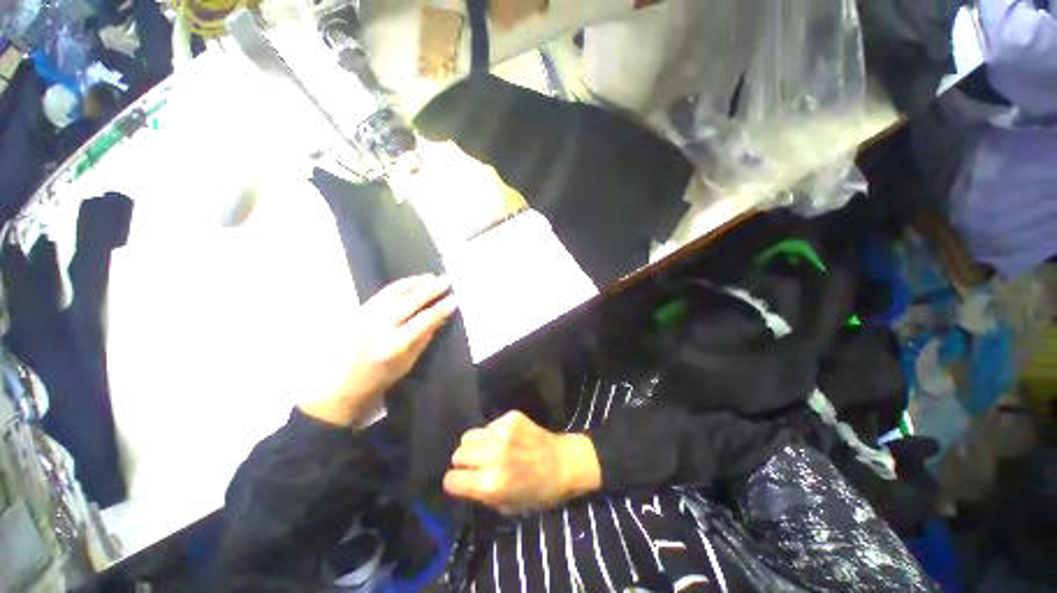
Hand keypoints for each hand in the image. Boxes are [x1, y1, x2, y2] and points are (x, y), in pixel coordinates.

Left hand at [299, 275, 456, 426]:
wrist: (341, 385)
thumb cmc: (380, 379)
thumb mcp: (408, 363)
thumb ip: (425, 337)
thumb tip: (441, 316)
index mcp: (393, 345)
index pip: (423, 321)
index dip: (441, 308)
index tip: (455, 299)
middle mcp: (378, 327)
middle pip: (409, 302)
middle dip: (431, 289)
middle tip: (447, 280)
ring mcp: (366, 317)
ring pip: (394, 292)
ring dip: (416, 282)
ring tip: (432, 276)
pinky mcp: (358, 311)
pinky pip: (383, 293)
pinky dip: (400, 285)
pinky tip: (411, 281)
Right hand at [442, 411, 601, 513]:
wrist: (564, 463)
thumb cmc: (539, 492)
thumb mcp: (507, 507)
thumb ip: (482, 495)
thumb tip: (464, 481)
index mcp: (490, 484)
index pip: (451, 480)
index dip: (456, 482)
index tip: (463, 481)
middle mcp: (493, 455)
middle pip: (458, 454)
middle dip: (464, 461)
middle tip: (477, 464)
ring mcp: (502, 432)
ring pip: (469, 436)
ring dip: (475, 445)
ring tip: (489, 449)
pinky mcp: (510, 417)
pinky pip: (489, 425)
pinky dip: (493, 433)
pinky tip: (507, 439)